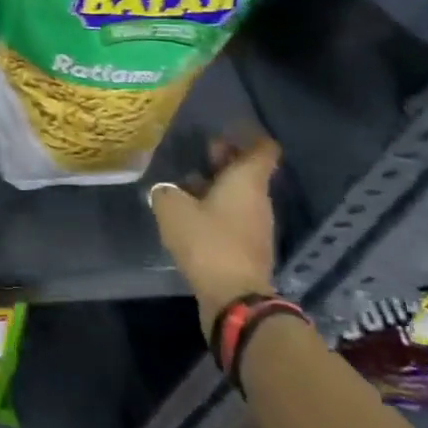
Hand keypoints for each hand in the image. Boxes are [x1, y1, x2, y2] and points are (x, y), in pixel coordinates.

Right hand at [147, 134, 280, 329]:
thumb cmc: (207, 242)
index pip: (262, 148)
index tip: (227, 129)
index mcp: (247, 181)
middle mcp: (259, 199)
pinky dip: (217, 211)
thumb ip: (166, 192)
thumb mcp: (172, 209)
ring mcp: (257, 226)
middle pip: (248, 170)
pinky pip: (234, 218)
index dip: (247, 135)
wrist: (234, 298)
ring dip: (218, 187)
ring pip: (240, 195)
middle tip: (199, 152)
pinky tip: (191, 216)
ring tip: (186, 185)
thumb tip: (165, 190)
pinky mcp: (249, 249)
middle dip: (225, 160)